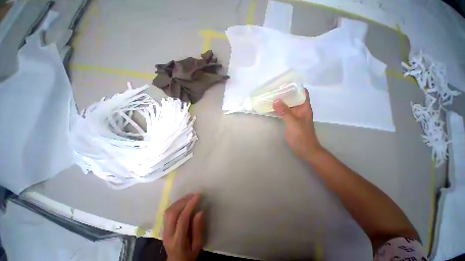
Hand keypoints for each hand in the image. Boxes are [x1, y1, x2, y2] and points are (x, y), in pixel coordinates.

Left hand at [163, 194, 203, 260]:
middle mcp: (168, 234)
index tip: (198, 196)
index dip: (190, 205)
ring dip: (179, 201)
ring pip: (168, 211)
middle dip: (183, 201)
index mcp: (178, 241)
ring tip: (189, 196)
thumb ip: (198, 229)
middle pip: (172, 213)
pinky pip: (167, 212)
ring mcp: (164, 230)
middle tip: (193, 195)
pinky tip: (182, 202)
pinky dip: (175, 204)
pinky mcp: (163, 227)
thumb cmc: (189, 255)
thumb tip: (200, 212)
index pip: (182, 219)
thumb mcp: (198, 245)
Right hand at [273, 89, 322, 160]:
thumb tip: (275, 100)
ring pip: (289, 105)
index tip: (285, 83)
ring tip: (272, 96)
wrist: (305, 150)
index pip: (302, 92)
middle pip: (294, 98)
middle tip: (274, 89)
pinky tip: (273, 108)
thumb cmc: (301, 136)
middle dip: (286, 93)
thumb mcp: (293, 122)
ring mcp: (296, 116)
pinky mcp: (291, 121)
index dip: (295, 86)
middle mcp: (301, 110)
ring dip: (282, 101)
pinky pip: (285, 112)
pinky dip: (280, 109)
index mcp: (304, 107)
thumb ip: (284, 111)